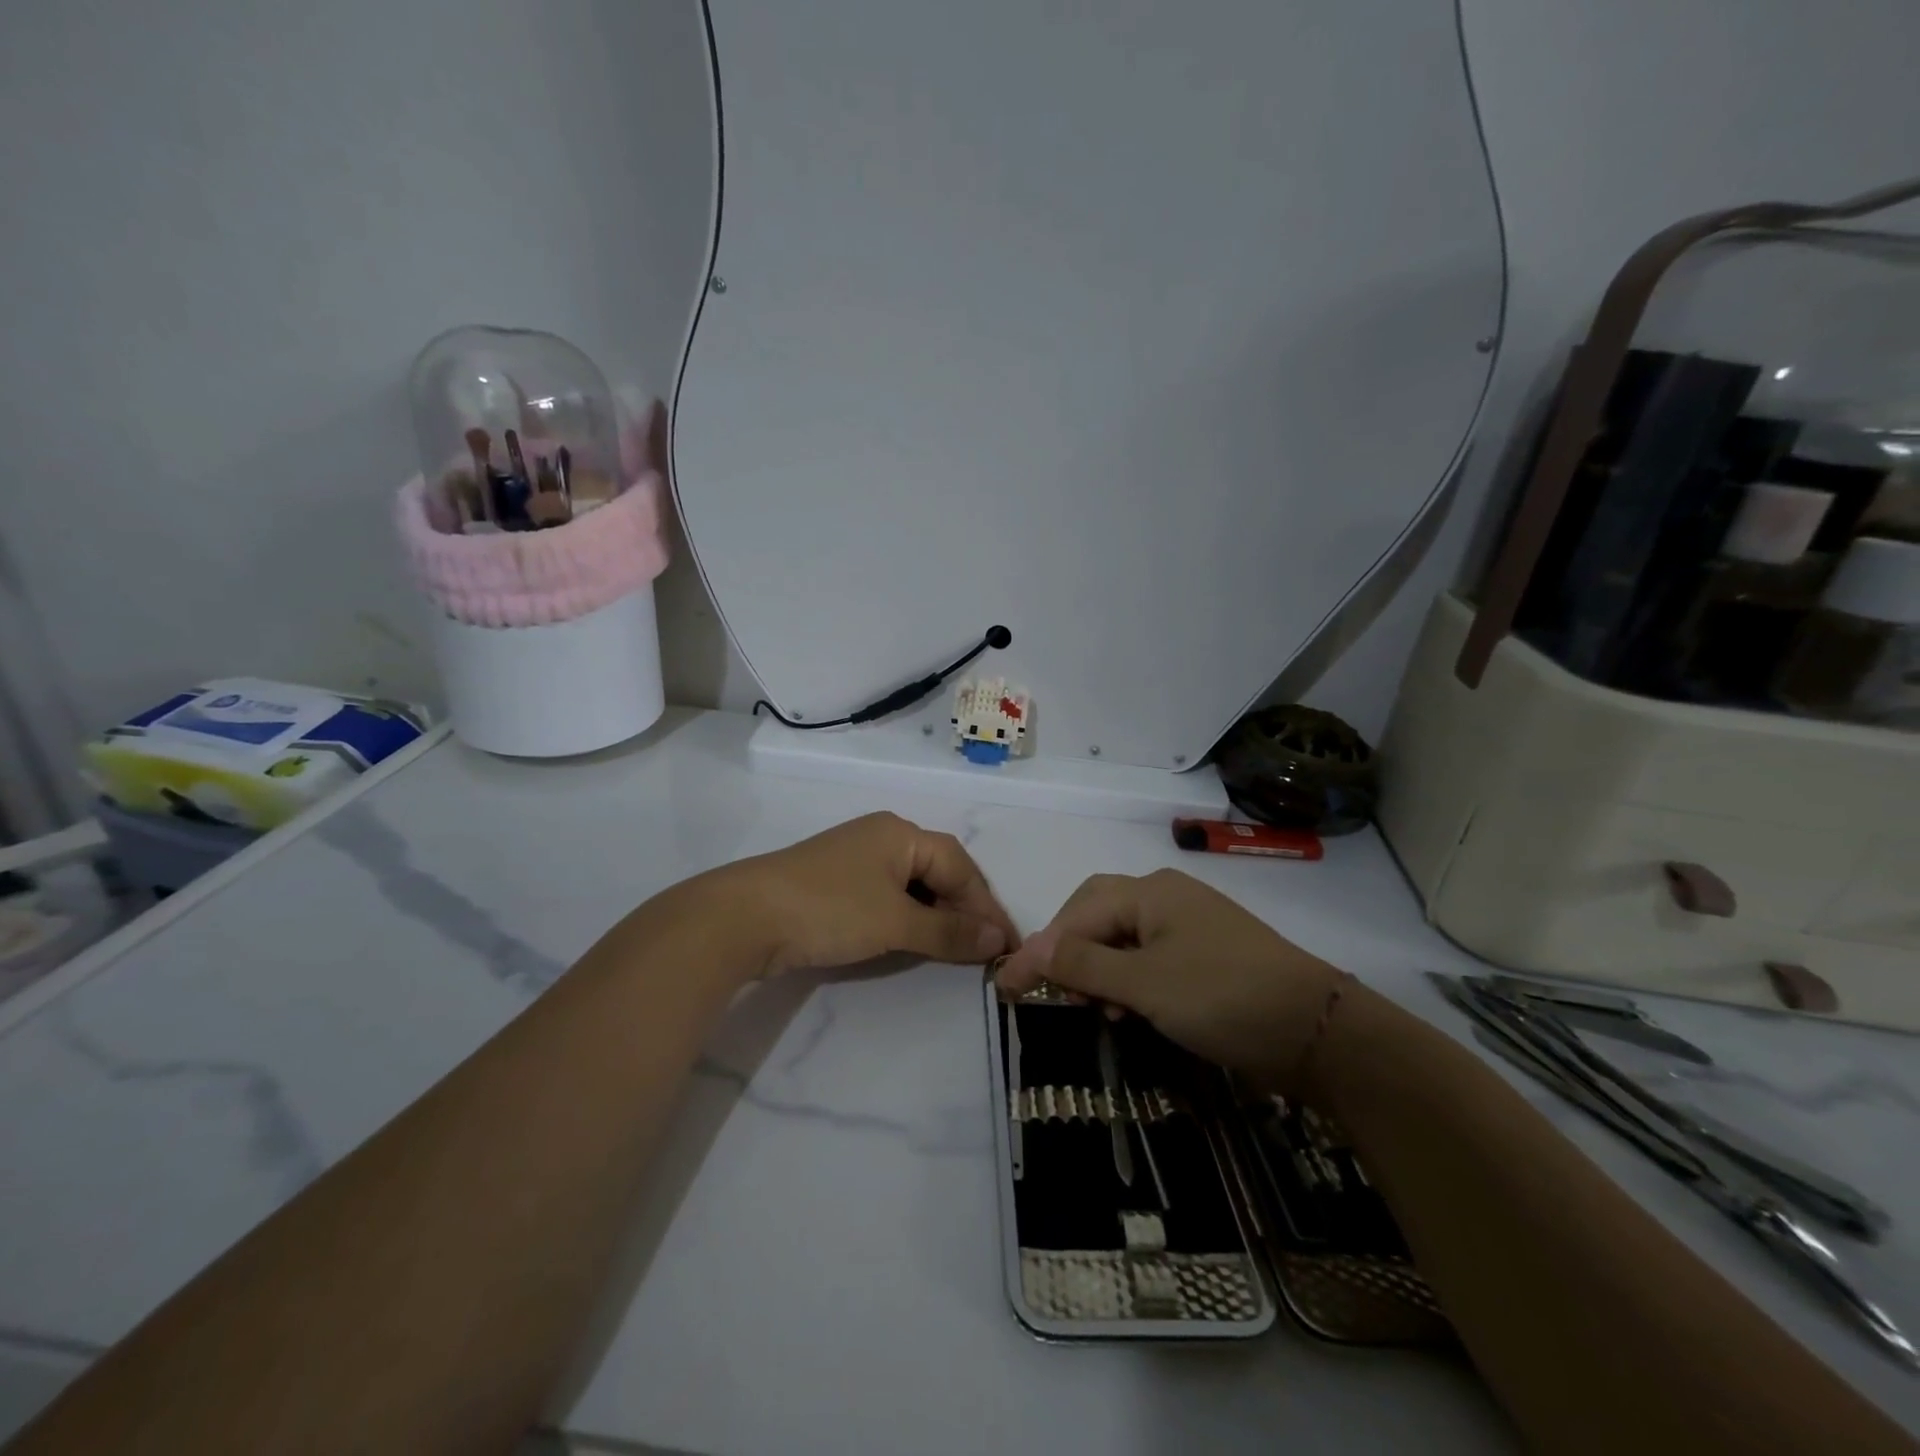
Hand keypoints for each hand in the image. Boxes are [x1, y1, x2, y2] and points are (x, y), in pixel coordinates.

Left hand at [705, 812, 1017, 975]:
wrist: (743, 917)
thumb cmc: (829, 909)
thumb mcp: (895, 922)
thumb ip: (948, 932)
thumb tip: (997, 939)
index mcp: (901, 833)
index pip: (960, 865)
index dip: (986, 905)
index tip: (1007, 943)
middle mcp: (882, 837)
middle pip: (938, 871)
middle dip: (964, 910)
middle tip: (985, 949)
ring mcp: (856, 859)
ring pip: (913, 886)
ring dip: (936, 917)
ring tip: (957, 950)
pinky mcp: (835, 883)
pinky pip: (887, 897)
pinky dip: (907, 919)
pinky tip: (914, 941)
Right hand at [994, 869, 1342, 1092]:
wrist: (1317, 1030)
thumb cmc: (1222, 997)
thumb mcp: (1144, 985)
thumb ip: (1083, 966)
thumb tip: (1029, 951)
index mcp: (1150, 892)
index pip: (1077, 913)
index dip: (1041, 950)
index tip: (1008, 988)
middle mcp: (1165, 897)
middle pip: (1097, 915)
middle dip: (1070, 952)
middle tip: (1055, 992)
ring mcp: (1188, 924)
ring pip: (1122, 938)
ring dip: (1098, 970)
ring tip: (1092, 1008)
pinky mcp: (1204, 954)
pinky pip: (1148, 956)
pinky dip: (1128, 979)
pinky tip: (1128, 1009)